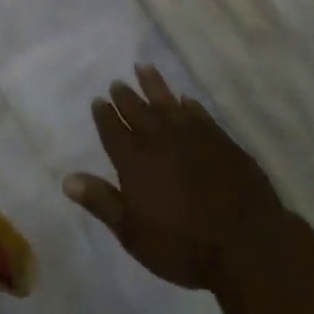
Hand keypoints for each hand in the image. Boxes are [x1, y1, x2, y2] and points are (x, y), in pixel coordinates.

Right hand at [64, 65, 287, 291]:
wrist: (245, 244)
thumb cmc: (183, 245)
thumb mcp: (133, 233)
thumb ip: (102, 202)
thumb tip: (68, 179)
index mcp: (135, 162)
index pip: (114, 131)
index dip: (104, 115)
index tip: (98, 100)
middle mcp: (161, 141)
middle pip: (138, 112)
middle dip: (126, 96)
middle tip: (117, 82)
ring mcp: (194, 137)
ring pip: (168, 103)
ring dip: (154, 86)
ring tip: (144, 68)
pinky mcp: (221, 141)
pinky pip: (199, 114)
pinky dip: (189, 105)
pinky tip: (185, 100)